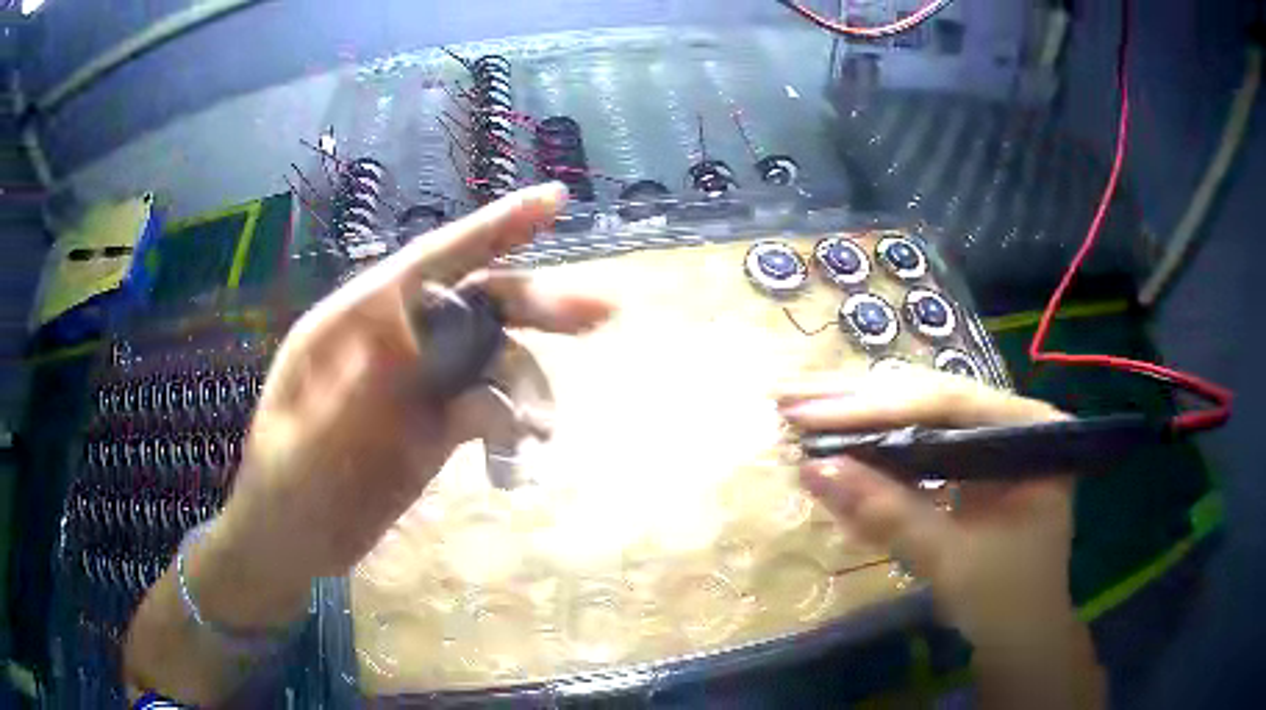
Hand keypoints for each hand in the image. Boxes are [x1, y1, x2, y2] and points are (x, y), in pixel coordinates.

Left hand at [200, 183, 612, 626]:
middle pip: (476, 302)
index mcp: (352, 325)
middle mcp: (393, 340)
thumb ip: (347, 397)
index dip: (492, 228)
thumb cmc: (284, 493)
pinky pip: (492, 407)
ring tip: (543, 432)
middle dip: (538, 304)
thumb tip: (399, 333)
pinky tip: (516, 462)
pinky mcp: (438, 423)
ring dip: (530, 388)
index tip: (555, 201)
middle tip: (602, 314)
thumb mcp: (303, 452)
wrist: (294, 544)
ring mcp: (420, 383)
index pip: (428, 263)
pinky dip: (513, 426)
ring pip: (494, 358)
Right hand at [777, 367, 1076, 653]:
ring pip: (919, 416)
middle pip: (929, 397)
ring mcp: (992, 438)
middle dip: (857, 401)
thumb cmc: (1004, 601)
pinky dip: (876, 451)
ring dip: (859, 417)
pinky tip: (835, 442)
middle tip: (789, 395)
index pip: (947, 402)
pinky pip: (919, 446)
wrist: (1021, 635)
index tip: (807, 411)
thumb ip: (889, 514)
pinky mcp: (971, 462)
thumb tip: (813, 469)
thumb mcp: (950, 561)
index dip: (874, 406)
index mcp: (1030, 430)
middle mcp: (1013, 419)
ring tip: (800, 410)